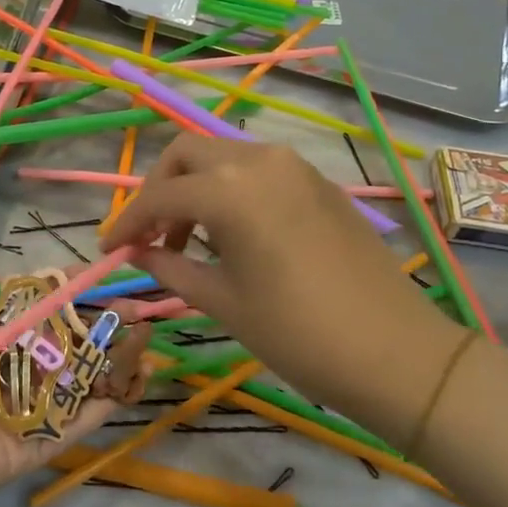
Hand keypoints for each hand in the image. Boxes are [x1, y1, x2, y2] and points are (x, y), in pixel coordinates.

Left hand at [0, 274, 151, 506]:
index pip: (38, 311)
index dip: (70, 295)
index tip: (102, 278)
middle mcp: (9, 373)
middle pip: (65, 346)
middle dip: (101, 327)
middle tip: (141, 313)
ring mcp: (23, 412)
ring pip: (76, 383)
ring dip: (112, 364)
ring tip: (149, 345)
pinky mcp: (32, 449)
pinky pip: (72, 426)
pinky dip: (102, 409)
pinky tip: (133, 386)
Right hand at [102, 134, 461, 441]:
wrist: (397, 352)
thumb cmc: (299, 334)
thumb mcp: (224, 302)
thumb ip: (172, 267)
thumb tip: (139, 253)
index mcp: (230, 190)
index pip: (160, 196)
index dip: (128, 222)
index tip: (110, 249)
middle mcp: (259, 161)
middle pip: (187, 154)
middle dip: (158, 189)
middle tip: (150, 235)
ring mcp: (294, 166)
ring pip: (223, 155)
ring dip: (195, 186)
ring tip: (188, 239)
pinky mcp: (318, 181)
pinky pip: (257, 169)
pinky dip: (230, 188)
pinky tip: (232, 232)